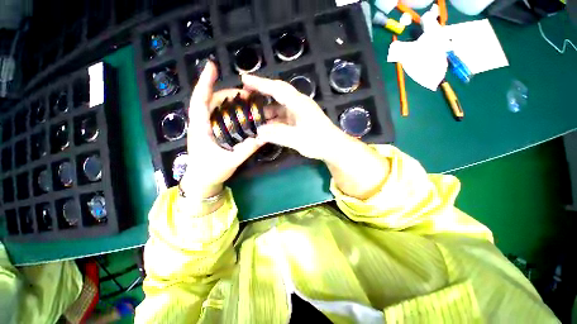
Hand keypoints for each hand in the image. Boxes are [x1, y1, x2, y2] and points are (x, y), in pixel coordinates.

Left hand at [180, 62, 262, 198]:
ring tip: (247, 102)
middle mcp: (200, 123)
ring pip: (215, 107)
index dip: (205, 82)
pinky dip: (230, 111)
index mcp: (200, 128)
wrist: (201, 181)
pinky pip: (219, 115)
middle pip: (211, 100)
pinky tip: (241, 113)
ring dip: (230, 101)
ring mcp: (205, 126)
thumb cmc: (210, 171)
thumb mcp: (231, 161)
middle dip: (228, 93)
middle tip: (248, 95)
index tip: (212, 66)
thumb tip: (264, 136)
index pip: (200, 100)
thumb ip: (247, 149)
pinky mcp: (210, 131)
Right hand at [242, 74, 345, 160]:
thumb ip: (277, 134)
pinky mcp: (299, 120)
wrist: (334, 147)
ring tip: (252, 114)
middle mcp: (298, 104)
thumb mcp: (297, 139)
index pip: (277, 88)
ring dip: (266, 110)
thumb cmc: (318, 141)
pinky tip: (266, 126)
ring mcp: (299, 112)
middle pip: (277, 94)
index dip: (260, 83)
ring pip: (279, 107)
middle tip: (245, 94)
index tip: (244, 78)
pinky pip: (283, 116)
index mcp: (299, 103)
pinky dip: (273, 120)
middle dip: (261, 92)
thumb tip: (258, 132)